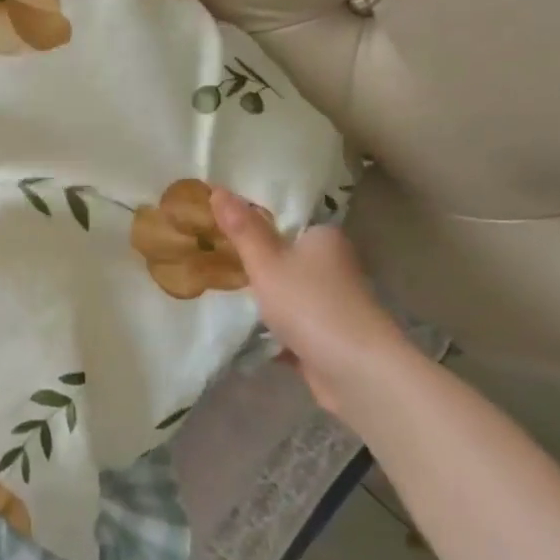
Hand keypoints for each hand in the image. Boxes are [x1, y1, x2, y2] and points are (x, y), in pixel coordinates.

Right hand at [209, 186, 418, 420]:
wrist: (356, 371)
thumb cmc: (311, 304)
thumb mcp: (267, 262)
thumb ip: (242, 229)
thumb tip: (217, 188)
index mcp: (324, 238)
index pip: (284, 220)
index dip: (250, 221)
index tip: (213, 224)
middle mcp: (332, 266)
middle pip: (281, 257)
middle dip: (248, 262)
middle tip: (203, 256)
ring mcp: (329, 304)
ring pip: (282, 293)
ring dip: (256, 298)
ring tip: (209, 289)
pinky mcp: (324, 337)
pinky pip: (286, 325)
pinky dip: (265, 328)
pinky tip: (233, 327)